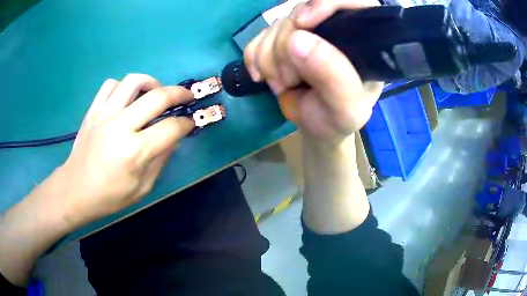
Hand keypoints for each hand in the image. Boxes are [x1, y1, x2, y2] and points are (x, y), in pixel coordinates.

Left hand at [57, 74, 194, 226]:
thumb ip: (161, 160)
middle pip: (157, 97)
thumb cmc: (109, 196)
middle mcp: (120, 126)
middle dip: (179, 94)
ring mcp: (104, 115)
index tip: (191, 122)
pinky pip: (111, 84)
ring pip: (133, 81)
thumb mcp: (142, 188)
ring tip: (156, 92)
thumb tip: (175, 139)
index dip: (186, 123)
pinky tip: (128, 98)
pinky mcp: (93, 111)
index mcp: (134, 152)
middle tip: (187, 97)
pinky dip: (124, 86)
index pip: (170, 128)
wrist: (75, 190)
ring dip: (151, 83)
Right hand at [244, 0, 382, 143]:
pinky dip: (254, 57)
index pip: (350, 0)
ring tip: (282, 84)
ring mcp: (306, 32)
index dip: (322, 3)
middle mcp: (334, 28)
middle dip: (286, 46)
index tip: (302, 24)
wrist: (316, 126)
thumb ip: (333, 76)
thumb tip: (297, 38)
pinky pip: (259, 36)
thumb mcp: (346, 107)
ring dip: (270, 58)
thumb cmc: (338, 118)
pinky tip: (262, 76)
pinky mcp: (282, 39)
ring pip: (277, 24)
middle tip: (291, 79)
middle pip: (302, 11)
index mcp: (362, 39)